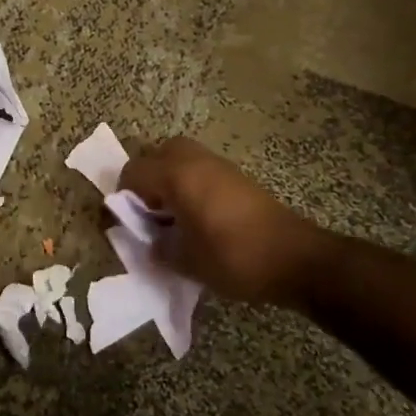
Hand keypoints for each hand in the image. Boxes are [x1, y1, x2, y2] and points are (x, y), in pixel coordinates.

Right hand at [118, 137, 328, 306]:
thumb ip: (159, 248)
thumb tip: (151, 242)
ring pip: (180, 158)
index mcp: (176, 176)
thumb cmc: (234, 258)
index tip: (122, 224)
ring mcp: (219, 165)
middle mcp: (194, 161)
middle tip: (148, 213)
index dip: (121, 197)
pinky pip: (200, 169)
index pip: (132, 172)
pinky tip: (197, 217)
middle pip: (156, 153)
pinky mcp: (237, 176)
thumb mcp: (186, 261)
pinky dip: (189, 184)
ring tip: (171, 216)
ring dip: (168, 179)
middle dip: (145, 179)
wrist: (295, 258)